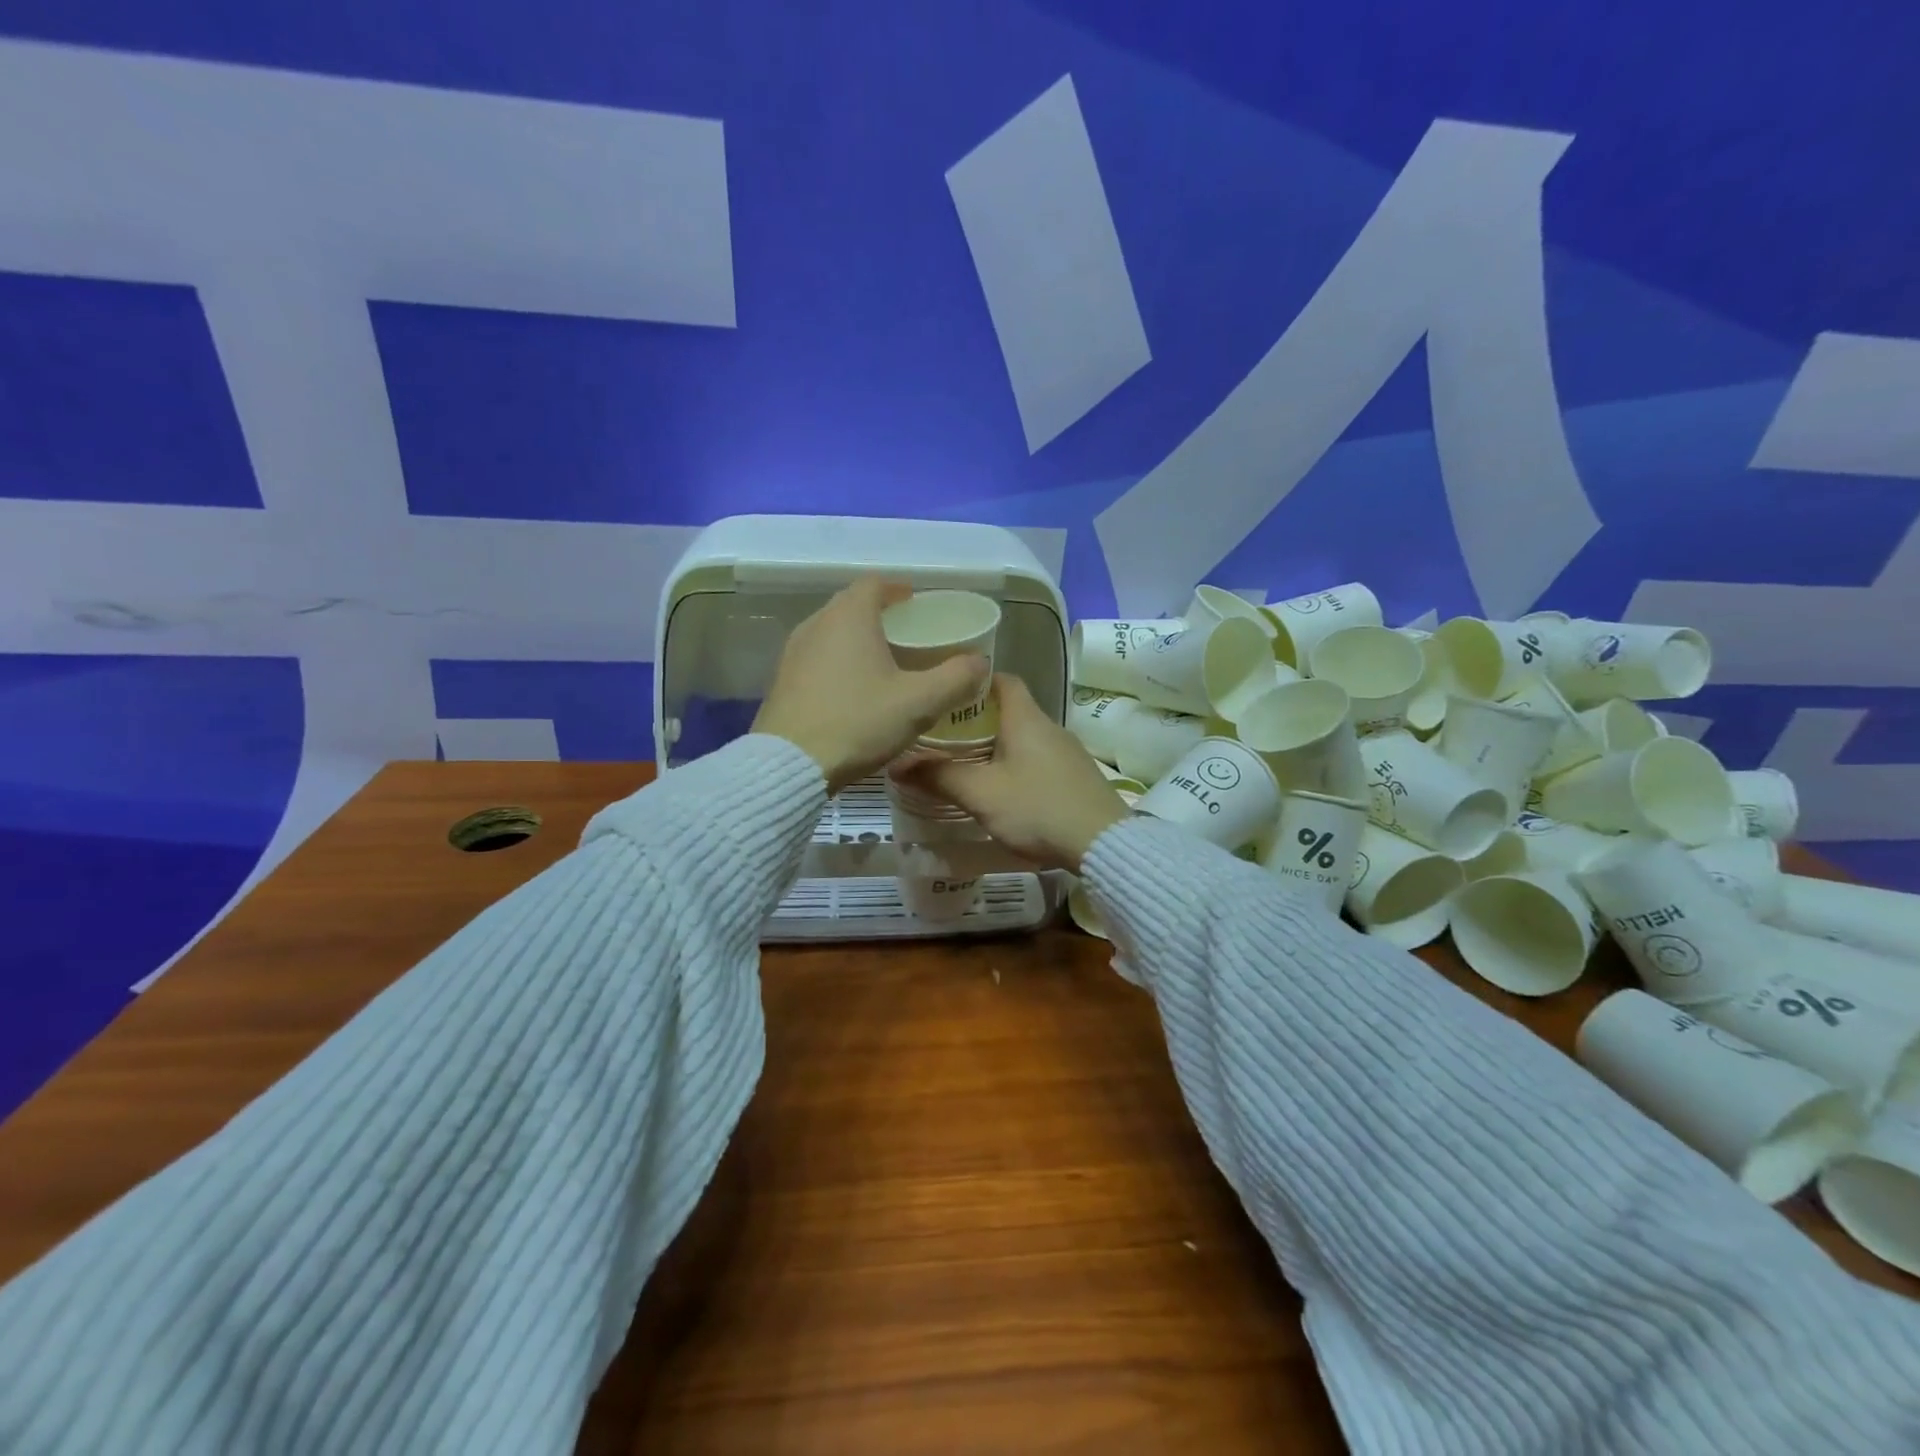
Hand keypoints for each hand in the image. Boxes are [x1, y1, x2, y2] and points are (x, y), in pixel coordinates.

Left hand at [752, 578, 989, 793]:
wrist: (790, 765)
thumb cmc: (858, 722)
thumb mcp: (919, 703)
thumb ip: (955, 678)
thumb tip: (980, 662)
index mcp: (849, 617)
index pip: (875, 584)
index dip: (898, 590)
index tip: (916, 603)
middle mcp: (816, 624)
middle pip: (851, 605)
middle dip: (880, 614)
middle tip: (907, 634)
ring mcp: (793, 652)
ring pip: (832, 632)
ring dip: (857, 639)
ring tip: (883, 661)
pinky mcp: (782, 680)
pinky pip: (817, 657)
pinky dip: (838, 661)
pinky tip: (853, 689)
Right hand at [908, 675, 1129, 871]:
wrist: (1102, 844)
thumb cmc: (1037, 808)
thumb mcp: (981, 794)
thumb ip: (939, 777)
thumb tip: (897, 765)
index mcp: (1026, 718)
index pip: (1001, 679)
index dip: (973, 681)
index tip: (945, 694)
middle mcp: (1049, 726)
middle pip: (1010, 709)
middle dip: (976, 719)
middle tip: (942, 734)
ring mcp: (1067, 752)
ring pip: (1023, 737)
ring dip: (995, 745)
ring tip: (963, 762)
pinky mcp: (1075, 776)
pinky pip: (1038, 759)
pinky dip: (1015, 764)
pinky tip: (1001, 788)